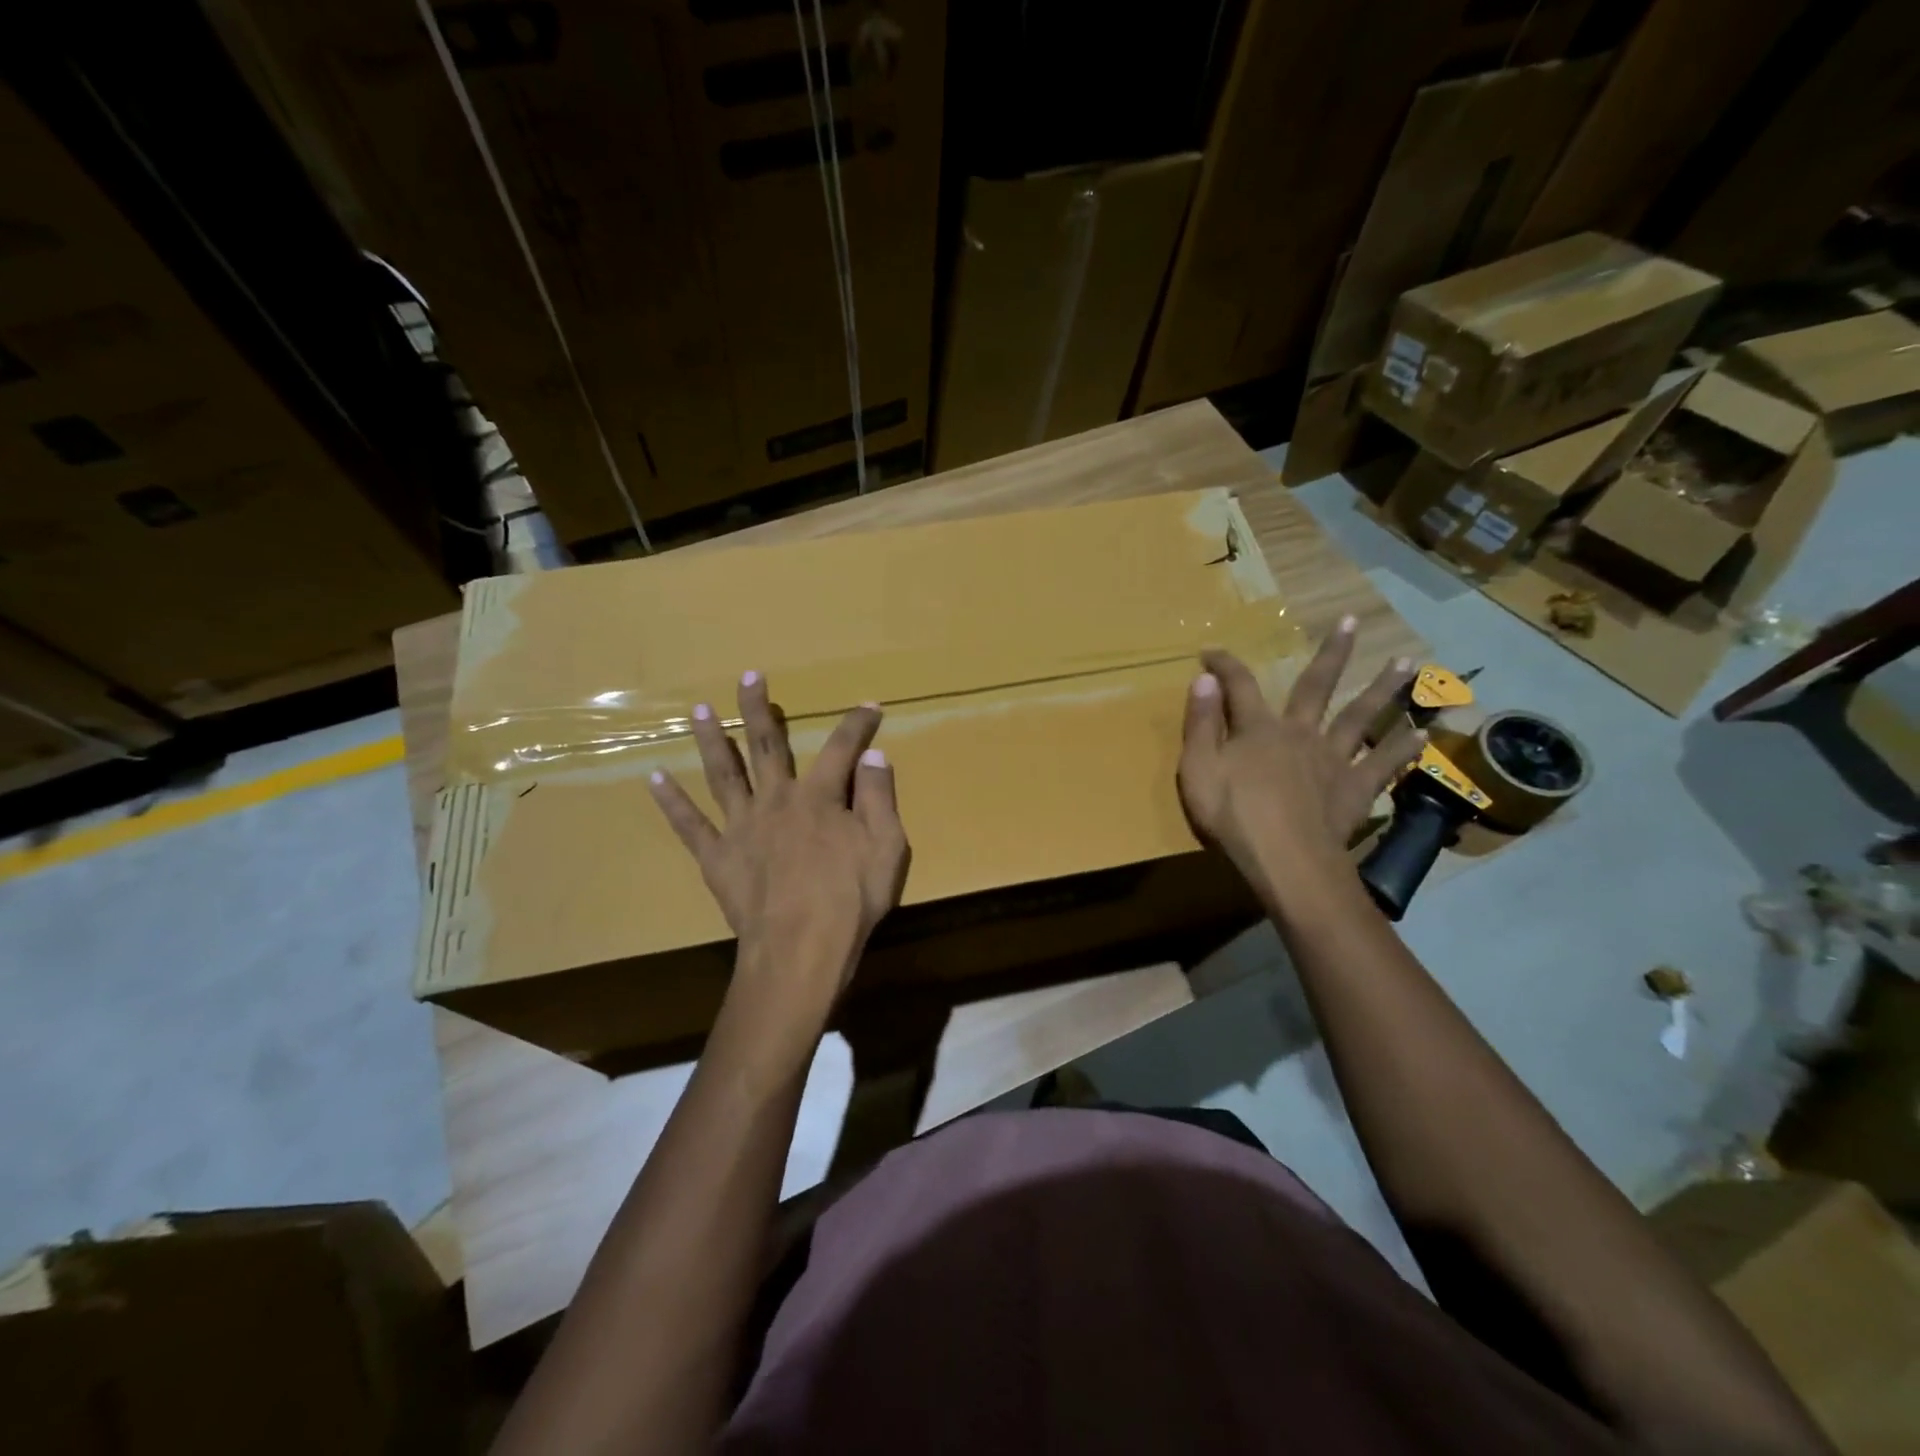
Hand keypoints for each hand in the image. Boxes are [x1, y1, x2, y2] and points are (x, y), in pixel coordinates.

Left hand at [648, 672, 909, 1006]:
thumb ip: (878, 797)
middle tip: (748, 676)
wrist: (801, 950)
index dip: (857, 724)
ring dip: (710, 740)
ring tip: (698, 710)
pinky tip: (653, 778)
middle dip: (759, 709)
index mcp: (819, 797)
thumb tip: (874, 755)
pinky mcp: (717, 857)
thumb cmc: (851, 899)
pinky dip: (671, 802)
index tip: (869, 705)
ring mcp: (741, 827)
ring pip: (723, 774)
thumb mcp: (886, 846)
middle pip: (766, 746)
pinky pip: (690, 825)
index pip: (842, 748)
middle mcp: (776, 800)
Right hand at [1178, 618, 1424, 881]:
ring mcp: (1333, 759)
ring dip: (1384, 688)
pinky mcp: (1356, 788)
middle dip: (1331, 653)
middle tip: (1351, 622)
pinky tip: (1423, 734)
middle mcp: (1300, 733)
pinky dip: (1403, 748)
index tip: (1211, 652)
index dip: (1224, 665)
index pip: (1238, 685)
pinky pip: (1383, 764)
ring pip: (1361, 716)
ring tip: (1408, 663)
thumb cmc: (1233, 816)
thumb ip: (1200, 724)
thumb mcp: (1197, 769)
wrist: (1286, 860)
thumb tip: (1204, 680)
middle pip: (1316, 686)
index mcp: (1257, 729)